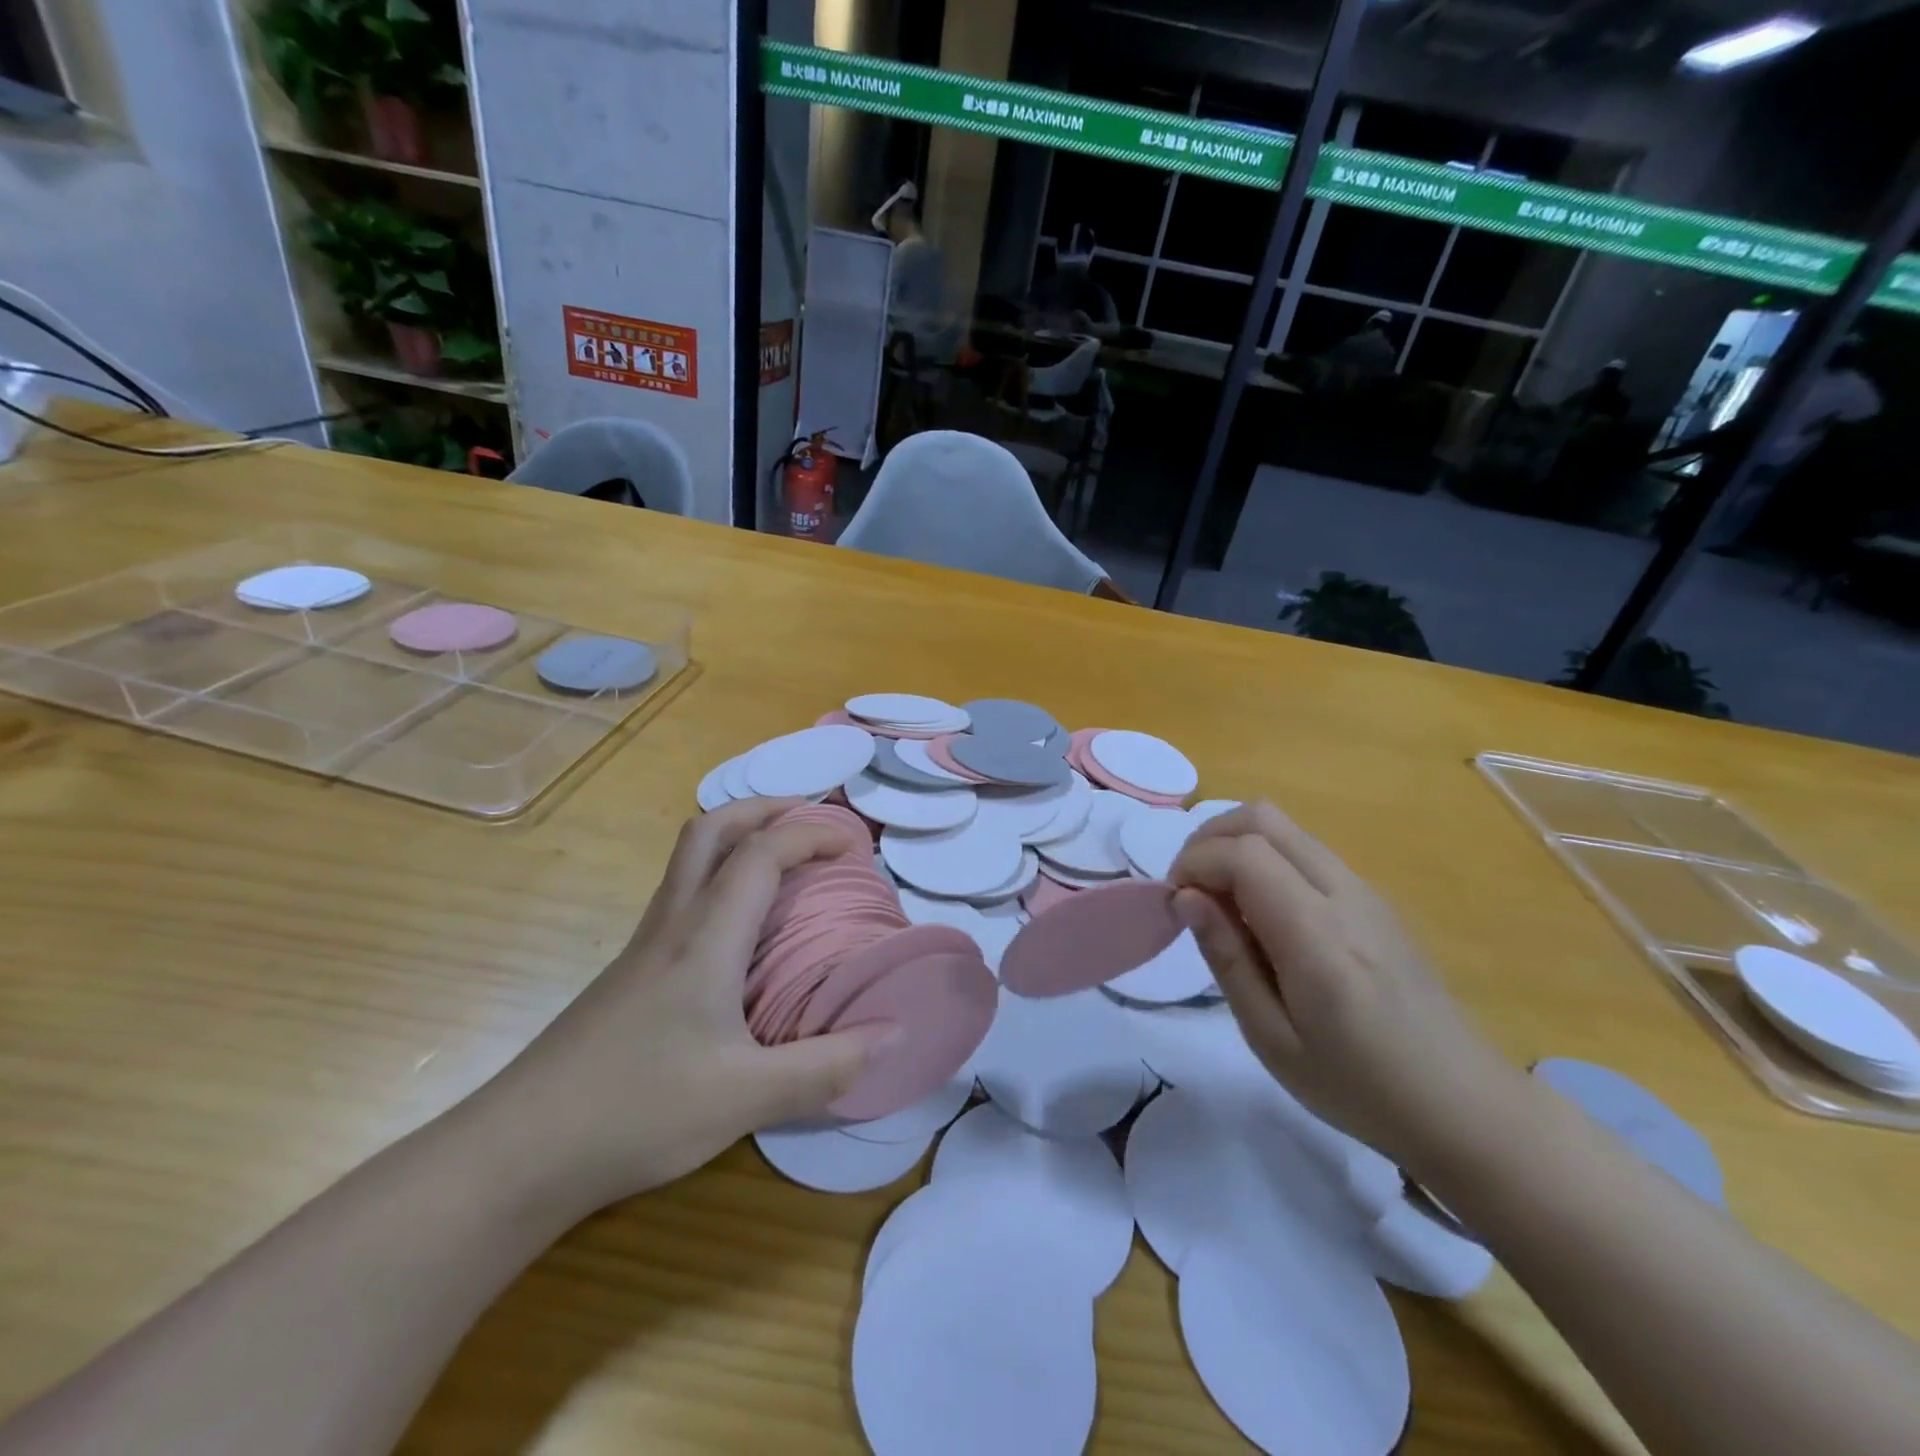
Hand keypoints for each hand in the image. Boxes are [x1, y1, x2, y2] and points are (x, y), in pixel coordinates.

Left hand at [471, 799, 893, 1219]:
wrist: (517, 1152)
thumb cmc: (637, 1110)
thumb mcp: (747, 1097)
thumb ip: (829, 1066)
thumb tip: (899, 1033)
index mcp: (705, 936)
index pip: (761, 852)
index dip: (811, 833)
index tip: (854, 844)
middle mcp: (672, 924)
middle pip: (710, 830)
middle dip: (764, 810)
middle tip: (809, 822)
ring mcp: (644, 947)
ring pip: (688, 860)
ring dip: (737, 839)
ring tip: (782, 863)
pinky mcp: (629, 974)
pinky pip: (681, 896)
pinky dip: (719, 880)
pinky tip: (738, 931)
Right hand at [1169, 802, 1519, 1178]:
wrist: (1465, 1106)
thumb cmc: (1359, 1087)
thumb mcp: (1272, 1038)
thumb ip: (1227, 958)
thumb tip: (1186, 898)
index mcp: (1317, 934)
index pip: (1242, 853)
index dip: (1193, 863)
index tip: (1174, 904)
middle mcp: (1343, 894)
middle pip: (1262, 818)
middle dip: (1209, 839)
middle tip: (1190, 891)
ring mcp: (1365, 891)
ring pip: (1286, 828)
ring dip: (1237, 847)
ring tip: (1222, 905)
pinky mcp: (1374, 900)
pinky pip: (1307, 853)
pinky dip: (1267, 861)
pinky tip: (1263, 917)